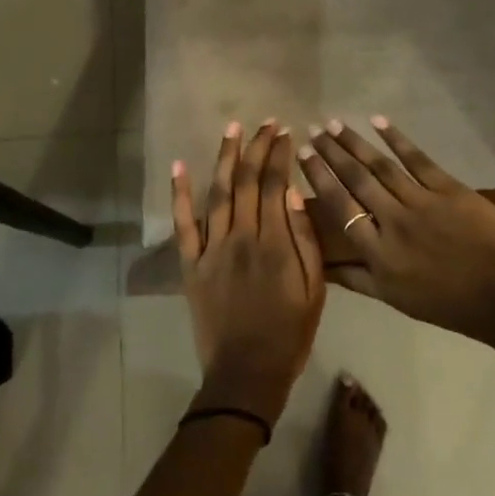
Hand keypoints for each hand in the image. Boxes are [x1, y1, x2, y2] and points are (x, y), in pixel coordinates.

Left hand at [172, 120, 326, 421]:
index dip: (280, 155)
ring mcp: (212, 248)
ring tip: (232, 128)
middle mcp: (242, 236)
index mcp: (275, 243)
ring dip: (226, 157)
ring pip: (219, 192)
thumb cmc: (289, 333)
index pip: (276, 185)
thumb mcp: (315, 290)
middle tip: (265, 123)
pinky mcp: (191, 263)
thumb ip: (306, 241)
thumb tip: (296, 195)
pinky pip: (183, 223)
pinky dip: (180, 193)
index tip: (285, 132)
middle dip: (257, 147)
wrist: (246, 372)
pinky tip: (180, 166)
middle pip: (248, 181)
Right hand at [298, 117, 494, 372]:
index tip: (302, 156)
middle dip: (332, 153)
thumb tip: (321, 265)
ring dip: (355, 142)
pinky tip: (379, 122)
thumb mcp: (397, 299)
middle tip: (314, 130)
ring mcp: (423, 203)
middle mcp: (394, 222)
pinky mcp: (450, 189)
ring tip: (335, 124)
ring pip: (381, 166)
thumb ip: (357, 278)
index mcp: (379, 253)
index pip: (341, 207)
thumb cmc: (452, 305)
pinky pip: (417, 159)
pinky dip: (397, 139)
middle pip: (356, 180)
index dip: (319, 178)